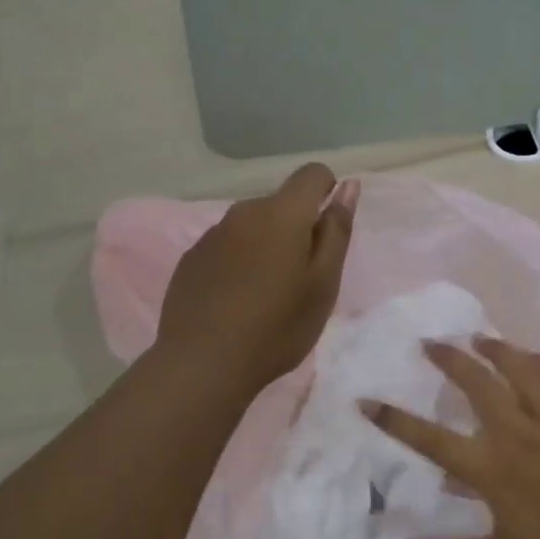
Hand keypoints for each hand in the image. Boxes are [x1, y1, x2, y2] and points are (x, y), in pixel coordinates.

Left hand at [156, 163, 356, 394]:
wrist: (204, 364)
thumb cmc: (278, 327)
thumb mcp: (323, 283)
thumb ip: (336, 230)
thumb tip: (347, 186)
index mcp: (281, 213)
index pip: (312, 174)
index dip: (328, 193)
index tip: (327, 235)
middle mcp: (243, 212)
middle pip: (281, 204)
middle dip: (297, 229)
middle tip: (300, 281)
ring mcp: (212, 234)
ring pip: (252, 227)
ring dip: (266, 246)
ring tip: (266, 296)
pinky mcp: (191, 258)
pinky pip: (226, 247)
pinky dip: (239, 263)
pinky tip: (235, 302)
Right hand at [362, 338, 539, 538]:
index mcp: (493, 469)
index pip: (432, 439)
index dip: (395, 420)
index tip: (367, 401)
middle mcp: (519, 434)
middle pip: (477, 384)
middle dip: (449, 359)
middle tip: (430, 343)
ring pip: (521, 370)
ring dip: (496, 350)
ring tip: (478, 338)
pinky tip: (532, 356)